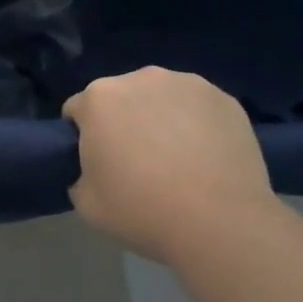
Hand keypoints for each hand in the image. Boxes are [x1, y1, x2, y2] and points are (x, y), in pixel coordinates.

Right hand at [65, 67, 278, 262]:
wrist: (219, 223)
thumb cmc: (142, 210)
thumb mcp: (86, 202)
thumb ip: (79, 174)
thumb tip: (95, 169)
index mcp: (99, 98)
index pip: (78, 111)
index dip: (83, 137)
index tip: (98, 164)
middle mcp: (140, 78)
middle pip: (121, 97)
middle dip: (123, 121)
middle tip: (137, 162)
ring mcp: (187, 83)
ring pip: (161, 97)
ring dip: (160, 117)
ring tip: (177, 159)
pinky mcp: (224, 98)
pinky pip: (197, 107)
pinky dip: (196, 123)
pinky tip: (206, 157)